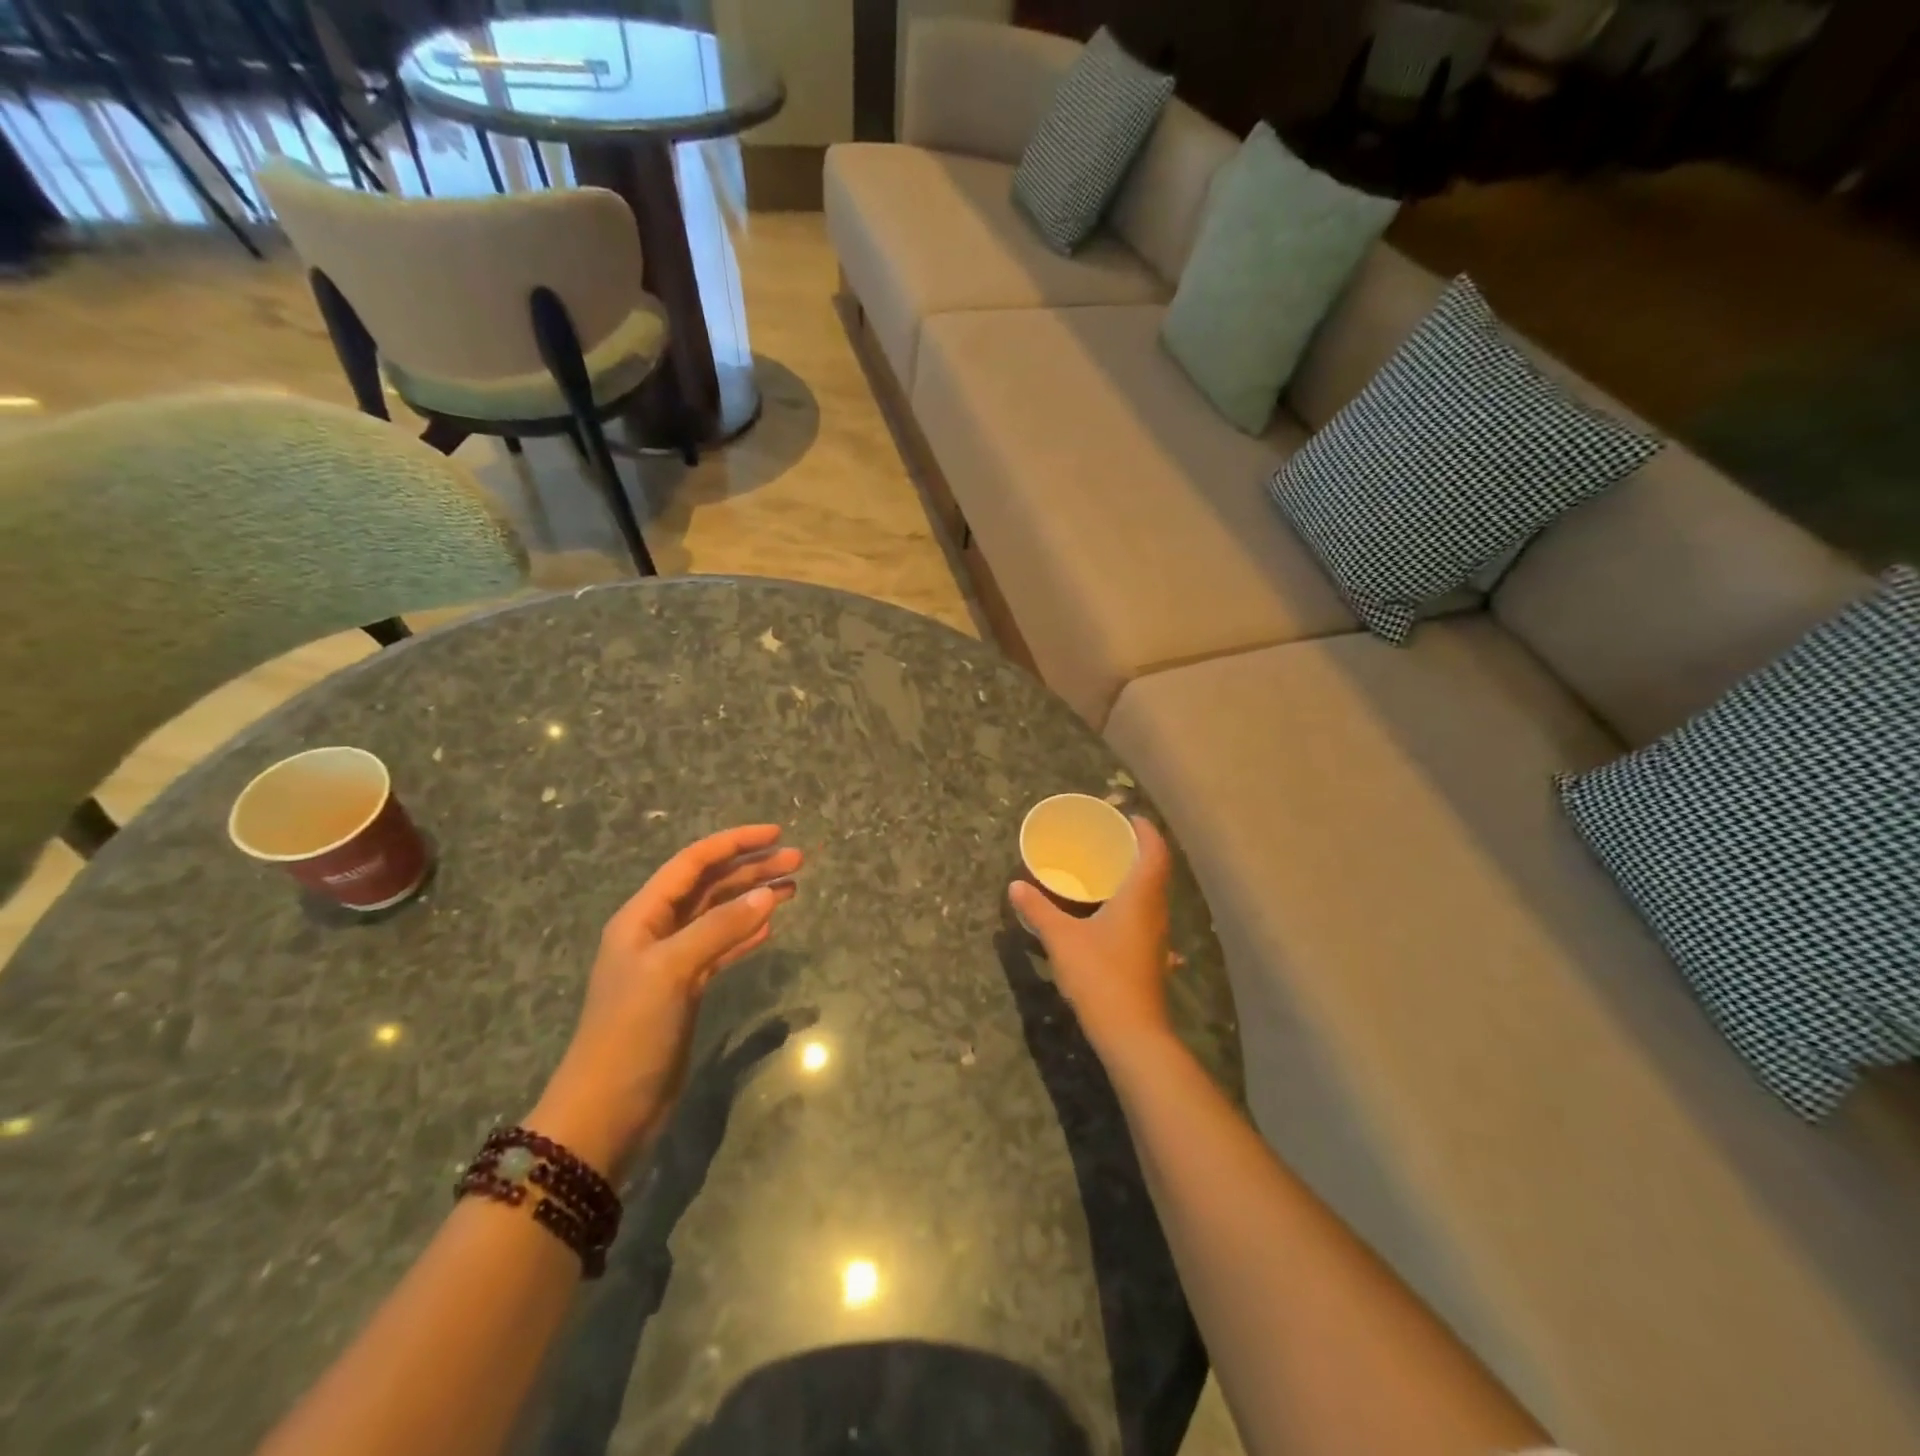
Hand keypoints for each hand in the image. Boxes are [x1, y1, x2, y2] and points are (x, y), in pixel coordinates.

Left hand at [530, 825, 801, 1175]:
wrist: (608, 1109)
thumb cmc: (631, 1031)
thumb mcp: (673, 970)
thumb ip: (719, 928)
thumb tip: (767, 895)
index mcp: (643, 916)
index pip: (693, 863)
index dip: (734, 843)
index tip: (776, 834)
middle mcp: (657, 931)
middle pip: (711, 886)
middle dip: (752, 869)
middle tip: (798, 860)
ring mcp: (672, 961)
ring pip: (720, 916)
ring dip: (754, 899)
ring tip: (793, 888)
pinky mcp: (686, 990)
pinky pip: (722, 948)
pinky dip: (746, 935)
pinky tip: (770, 928)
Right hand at [1008, 816, 1175, 1058]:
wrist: (1132, 1034)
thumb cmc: (1100, 976)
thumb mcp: (1061, 939)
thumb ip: (1038, 910)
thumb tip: (1015, 886)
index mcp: (1140, 897)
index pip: (1154, 851)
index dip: (1145, 830)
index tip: (1127, 816)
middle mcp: (1155, 911)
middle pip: (1156, 870)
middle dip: (1138, 850)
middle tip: (1110, 839)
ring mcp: (1156, 937)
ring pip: (1153, 896)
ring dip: (1136, 878)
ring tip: (1107, 870)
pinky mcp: (1151, 957)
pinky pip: (1146, 917)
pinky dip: (1133, 905)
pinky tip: (1114, 915)